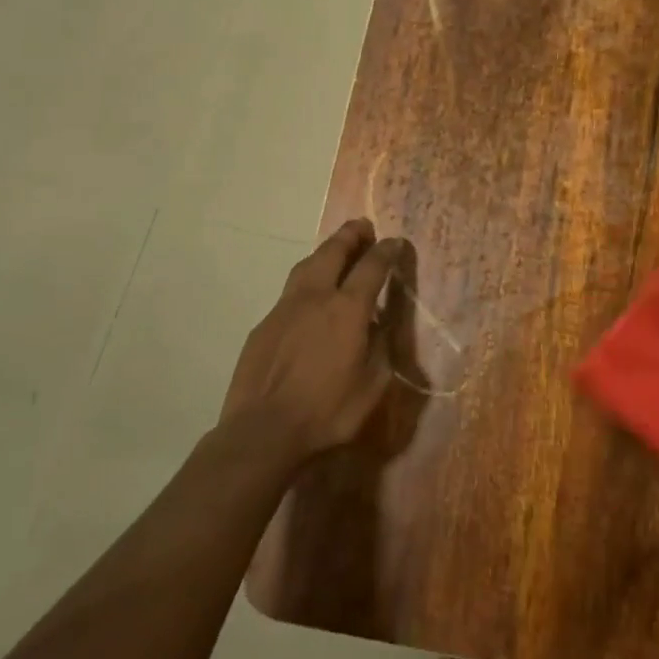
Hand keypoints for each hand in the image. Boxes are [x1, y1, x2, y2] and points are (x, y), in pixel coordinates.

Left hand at [221, 219, 415, 465]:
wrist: (262, 431)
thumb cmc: (326, 413)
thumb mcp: (372, 387)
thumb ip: (380, 350)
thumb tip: (379, 327)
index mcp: (347, 310)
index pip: (372, 267)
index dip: (386, 251)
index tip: (395, 242)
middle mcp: (315, 298)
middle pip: (333, 251)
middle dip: (351, 235)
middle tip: (363, 227)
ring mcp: (284, 308)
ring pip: (306, 266)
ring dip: (325, 252)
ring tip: (336, 251)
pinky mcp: (263, 325)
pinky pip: (289, 293)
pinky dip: (306, 283)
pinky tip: (309, 299)